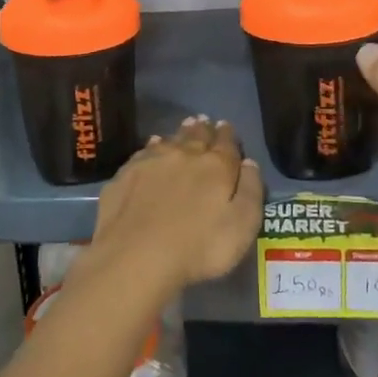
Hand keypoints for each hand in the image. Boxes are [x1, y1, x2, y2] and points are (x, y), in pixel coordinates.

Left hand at [83, 117, 264, 294]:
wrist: (136, 255)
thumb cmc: (199, 247)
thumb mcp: (241, 227)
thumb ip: (250, 191)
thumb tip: (249, 162)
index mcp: (216, 167)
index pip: (226, 144)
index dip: (228, 135)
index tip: (226, 126)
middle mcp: (185, 155)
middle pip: (197, 136)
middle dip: (204, 129)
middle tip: (205, 121)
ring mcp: (152, 161)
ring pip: (171, 140)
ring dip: (181, 132)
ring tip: (186, 125)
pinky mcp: (127, 173)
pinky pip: (145, 151)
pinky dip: (154, 145)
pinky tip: (154, 144)